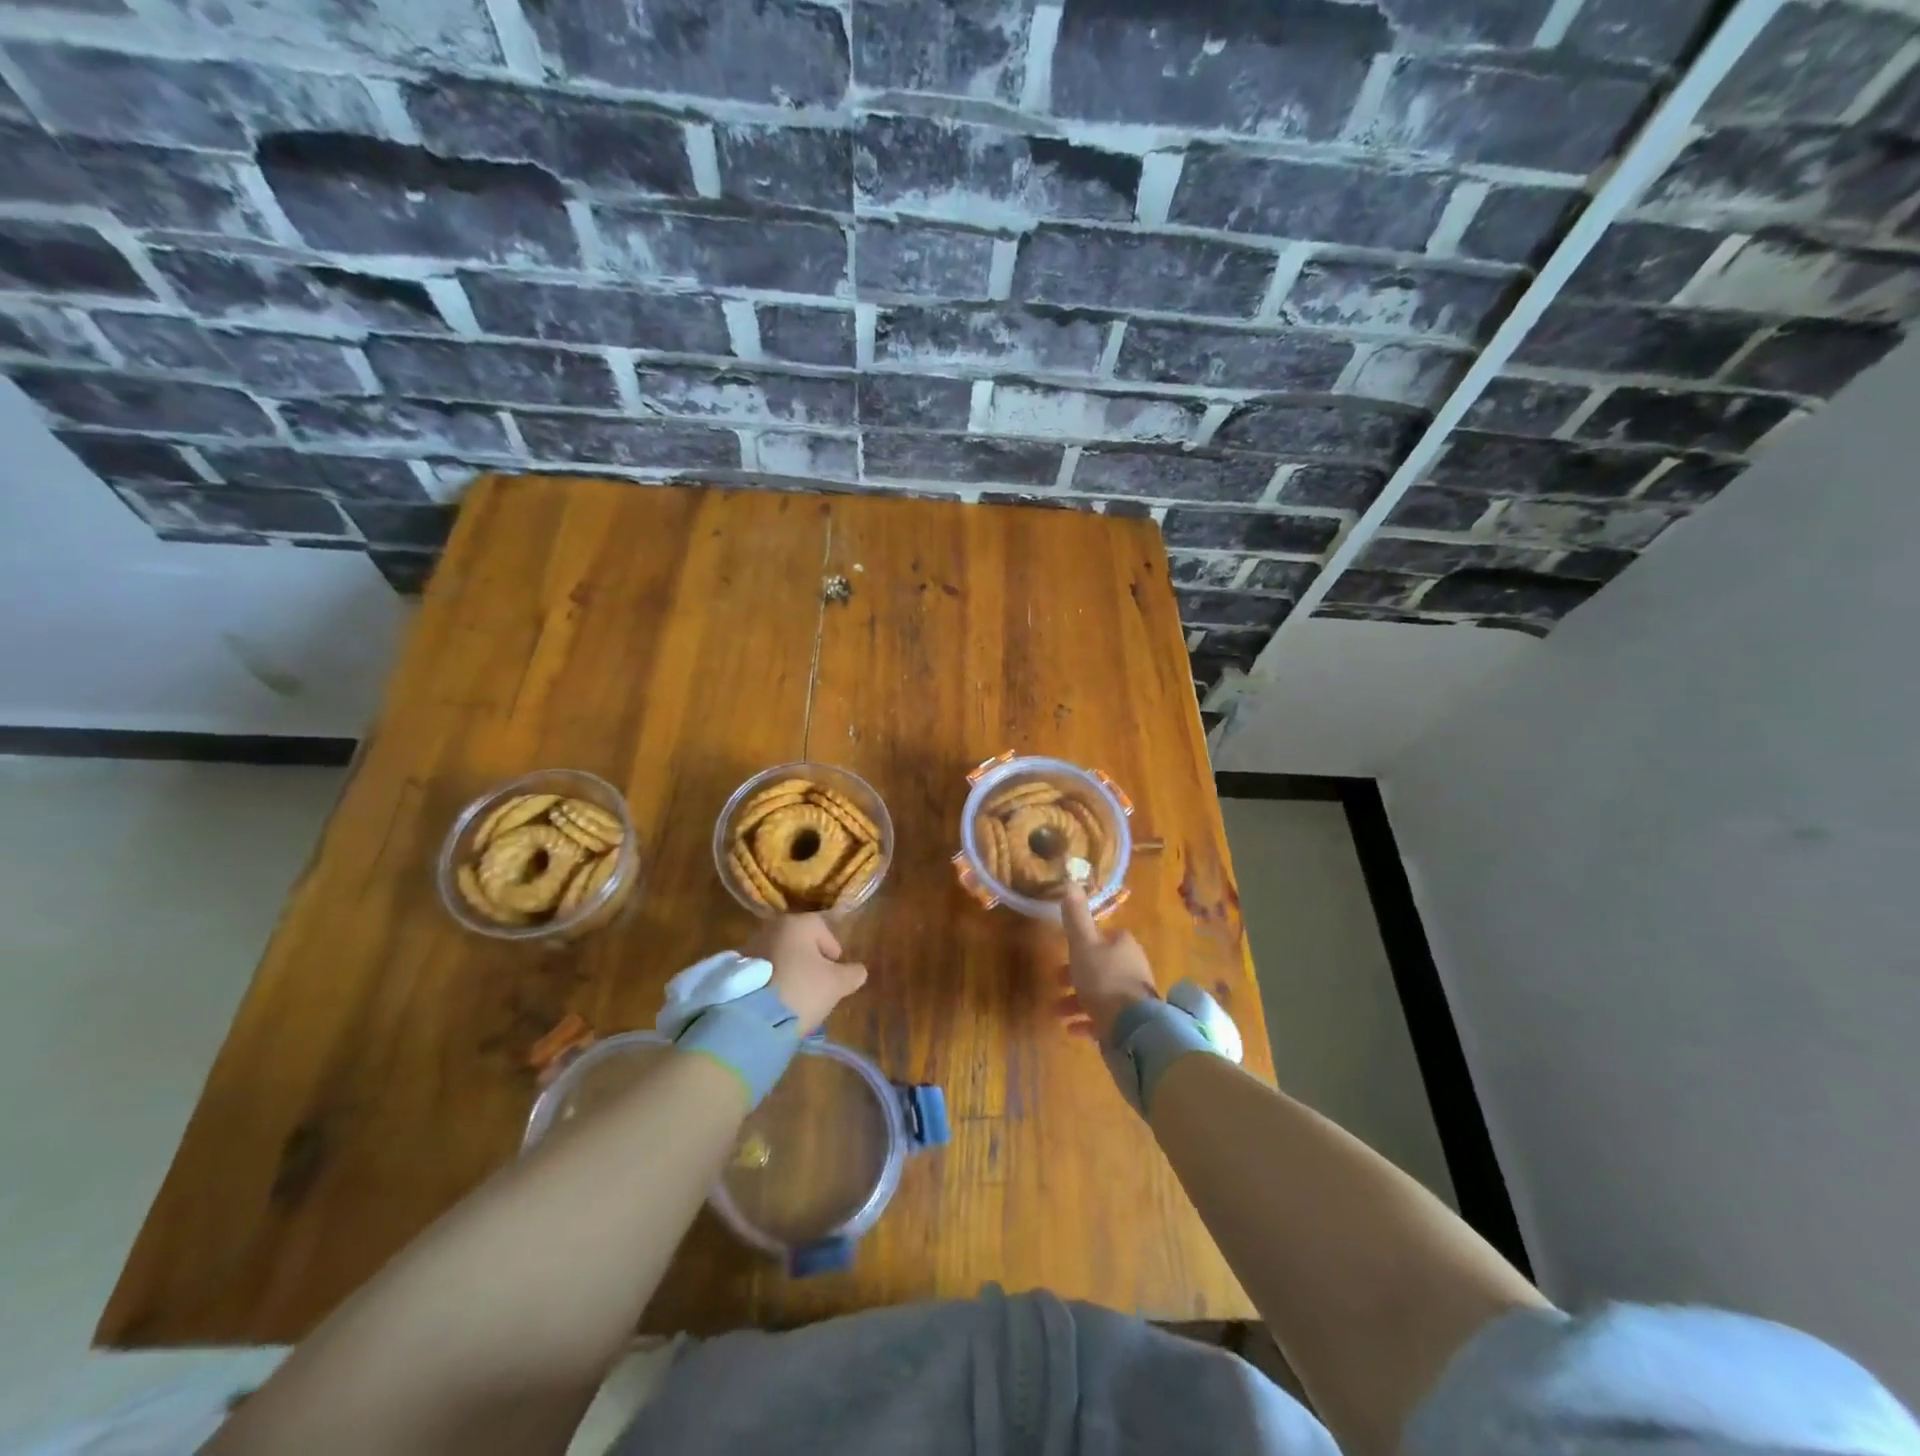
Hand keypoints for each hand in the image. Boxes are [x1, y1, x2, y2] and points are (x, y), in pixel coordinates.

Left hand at [744, 914, 867, 1033]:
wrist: (751, 1019)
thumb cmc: (801, 990)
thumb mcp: (837, 984)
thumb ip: (852, 974)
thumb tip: (858, 970)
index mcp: (796, 923)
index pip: (822, 928)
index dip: (833, 948)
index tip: (836, 969)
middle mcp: (770, 928)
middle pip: (798, 940)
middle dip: (809, 959)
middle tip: (817, 983)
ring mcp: (748, 947)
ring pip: (778, 955)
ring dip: (789, 969)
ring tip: (795, 995)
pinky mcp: (733, 970)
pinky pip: (761, 971)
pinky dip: (770, 980)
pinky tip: (776, 1001)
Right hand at [1055, 887, 1156, 1042]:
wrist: (1131, 1026)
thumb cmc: (1103, 978)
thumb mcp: (1083, 943)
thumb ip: (1076, 916)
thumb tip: (1070, 881)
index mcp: (1123, 945)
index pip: (1105, 937)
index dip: (1085, 942)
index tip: (1067, 950)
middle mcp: (1132, 967)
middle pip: (1101, 965)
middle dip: (1077, 973)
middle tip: (1056, 981)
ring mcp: (1134, 996)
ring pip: (1101, 993)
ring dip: (1078, 1000)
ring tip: (1057, 1011)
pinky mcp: (1132, 1021)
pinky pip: (1106, 1017)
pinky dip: (1088, 1020)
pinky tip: (1072, 1029)